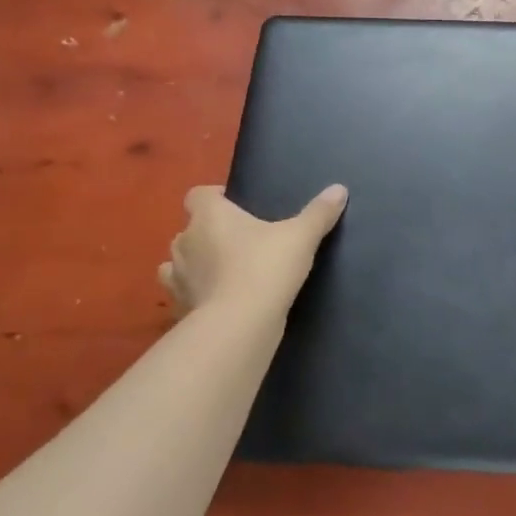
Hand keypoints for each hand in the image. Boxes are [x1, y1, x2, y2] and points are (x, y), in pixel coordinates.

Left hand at [158, 184, 347, 316]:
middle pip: (190, 229)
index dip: (215, 197)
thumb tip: (339, 189)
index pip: (199, 194)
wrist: (239, 326)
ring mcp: (177, 278)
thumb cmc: (265, 268)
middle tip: (240, 242)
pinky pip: (184, 296)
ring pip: (179, 263)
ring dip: (196, 265)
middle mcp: (185, 241)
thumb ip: (318, 213)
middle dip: (209, 234)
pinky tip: (217, 302)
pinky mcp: (178, 309)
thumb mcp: (301, 237)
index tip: (236, 205)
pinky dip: (196, 296)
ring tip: (224, 273)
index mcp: (209, 216)